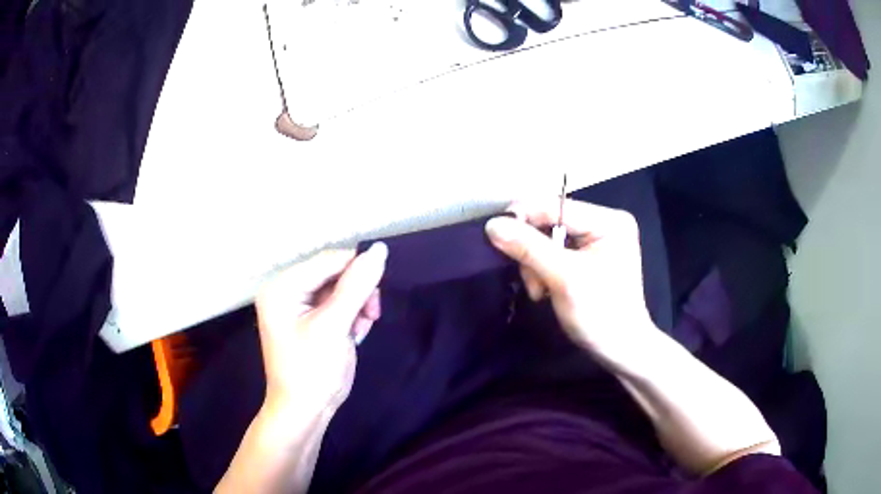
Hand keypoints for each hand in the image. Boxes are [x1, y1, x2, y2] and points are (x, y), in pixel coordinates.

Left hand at [255, 243, 387, 423]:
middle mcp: (286, 290)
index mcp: (282, 286)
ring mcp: (297, 306)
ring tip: (361, 328)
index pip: (327, 261)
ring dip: (357, 305)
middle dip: (357, 292)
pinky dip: (351, 316)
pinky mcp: (309, 320)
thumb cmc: (312, 370)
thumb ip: (357, 286)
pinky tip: (355, 333)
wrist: (304, 412)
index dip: (357, 268)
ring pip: (340, 289)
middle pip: (334, 273)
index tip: (379, 290)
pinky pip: (337, 305)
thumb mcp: (334, 326)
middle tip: (372, 315)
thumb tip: (379, 249)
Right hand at [485, 199, 653, 360]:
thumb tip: (492, 224)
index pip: (556, 206)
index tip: (494, 236)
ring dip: (535, 265)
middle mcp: (604, 223)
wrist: (620, 350)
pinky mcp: (588, 257)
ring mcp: (597, 241)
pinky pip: (554, 253)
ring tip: (540, 292)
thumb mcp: (564, 279)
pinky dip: (543, 270)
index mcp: (608, 221)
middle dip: (533, 251)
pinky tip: (546, 290)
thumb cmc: (600, 314)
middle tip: (532, 282)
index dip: (523, 217)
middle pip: (550, 222)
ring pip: (548, 239)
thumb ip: (529, 248)